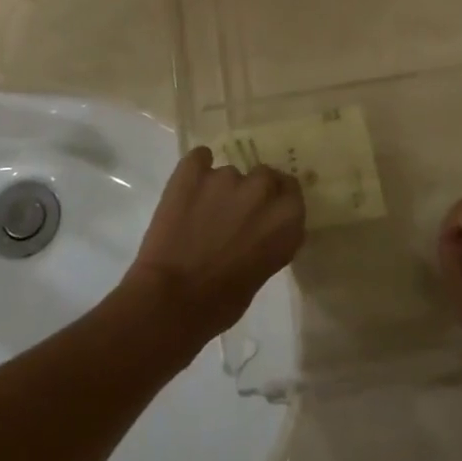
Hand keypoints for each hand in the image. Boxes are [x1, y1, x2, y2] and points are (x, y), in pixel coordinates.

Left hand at [123, 147, 305, 349]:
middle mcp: (261, 190)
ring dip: (221, 189)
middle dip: (252, 192)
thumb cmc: (221, 302)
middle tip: (234, 214)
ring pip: (229, 173)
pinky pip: (199, 158)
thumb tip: (261, 227)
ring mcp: (226, 176)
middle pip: (264, 176)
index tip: (265, 211)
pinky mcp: (192, 171)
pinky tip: (189, 189)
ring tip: (201, 214)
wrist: (170, 301)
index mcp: (286, 218)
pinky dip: (196, 170)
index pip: (291, 191)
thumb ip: (270, 238)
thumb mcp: (263, 271)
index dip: (277, 199)